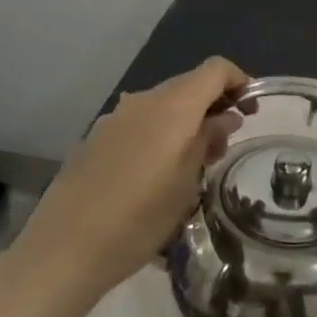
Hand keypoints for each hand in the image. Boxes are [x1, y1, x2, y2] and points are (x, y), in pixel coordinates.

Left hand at [17, 56, 250, 299]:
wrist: (65, 247)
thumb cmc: (140, 216)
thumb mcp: (188, 181)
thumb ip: (209, 138)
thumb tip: (226, 116)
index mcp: (173, 104)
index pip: (216, 69)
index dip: (239, 81)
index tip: (250, 111)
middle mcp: (144, 99)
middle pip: (189, 85)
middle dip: (212, 106)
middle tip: (222, 147)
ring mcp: (116, 116)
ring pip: (163, 105)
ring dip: (185, 122)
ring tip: (190, 165)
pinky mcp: (96, 137)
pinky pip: (139, 122)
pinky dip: (158, 134)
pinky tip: (153, 174)